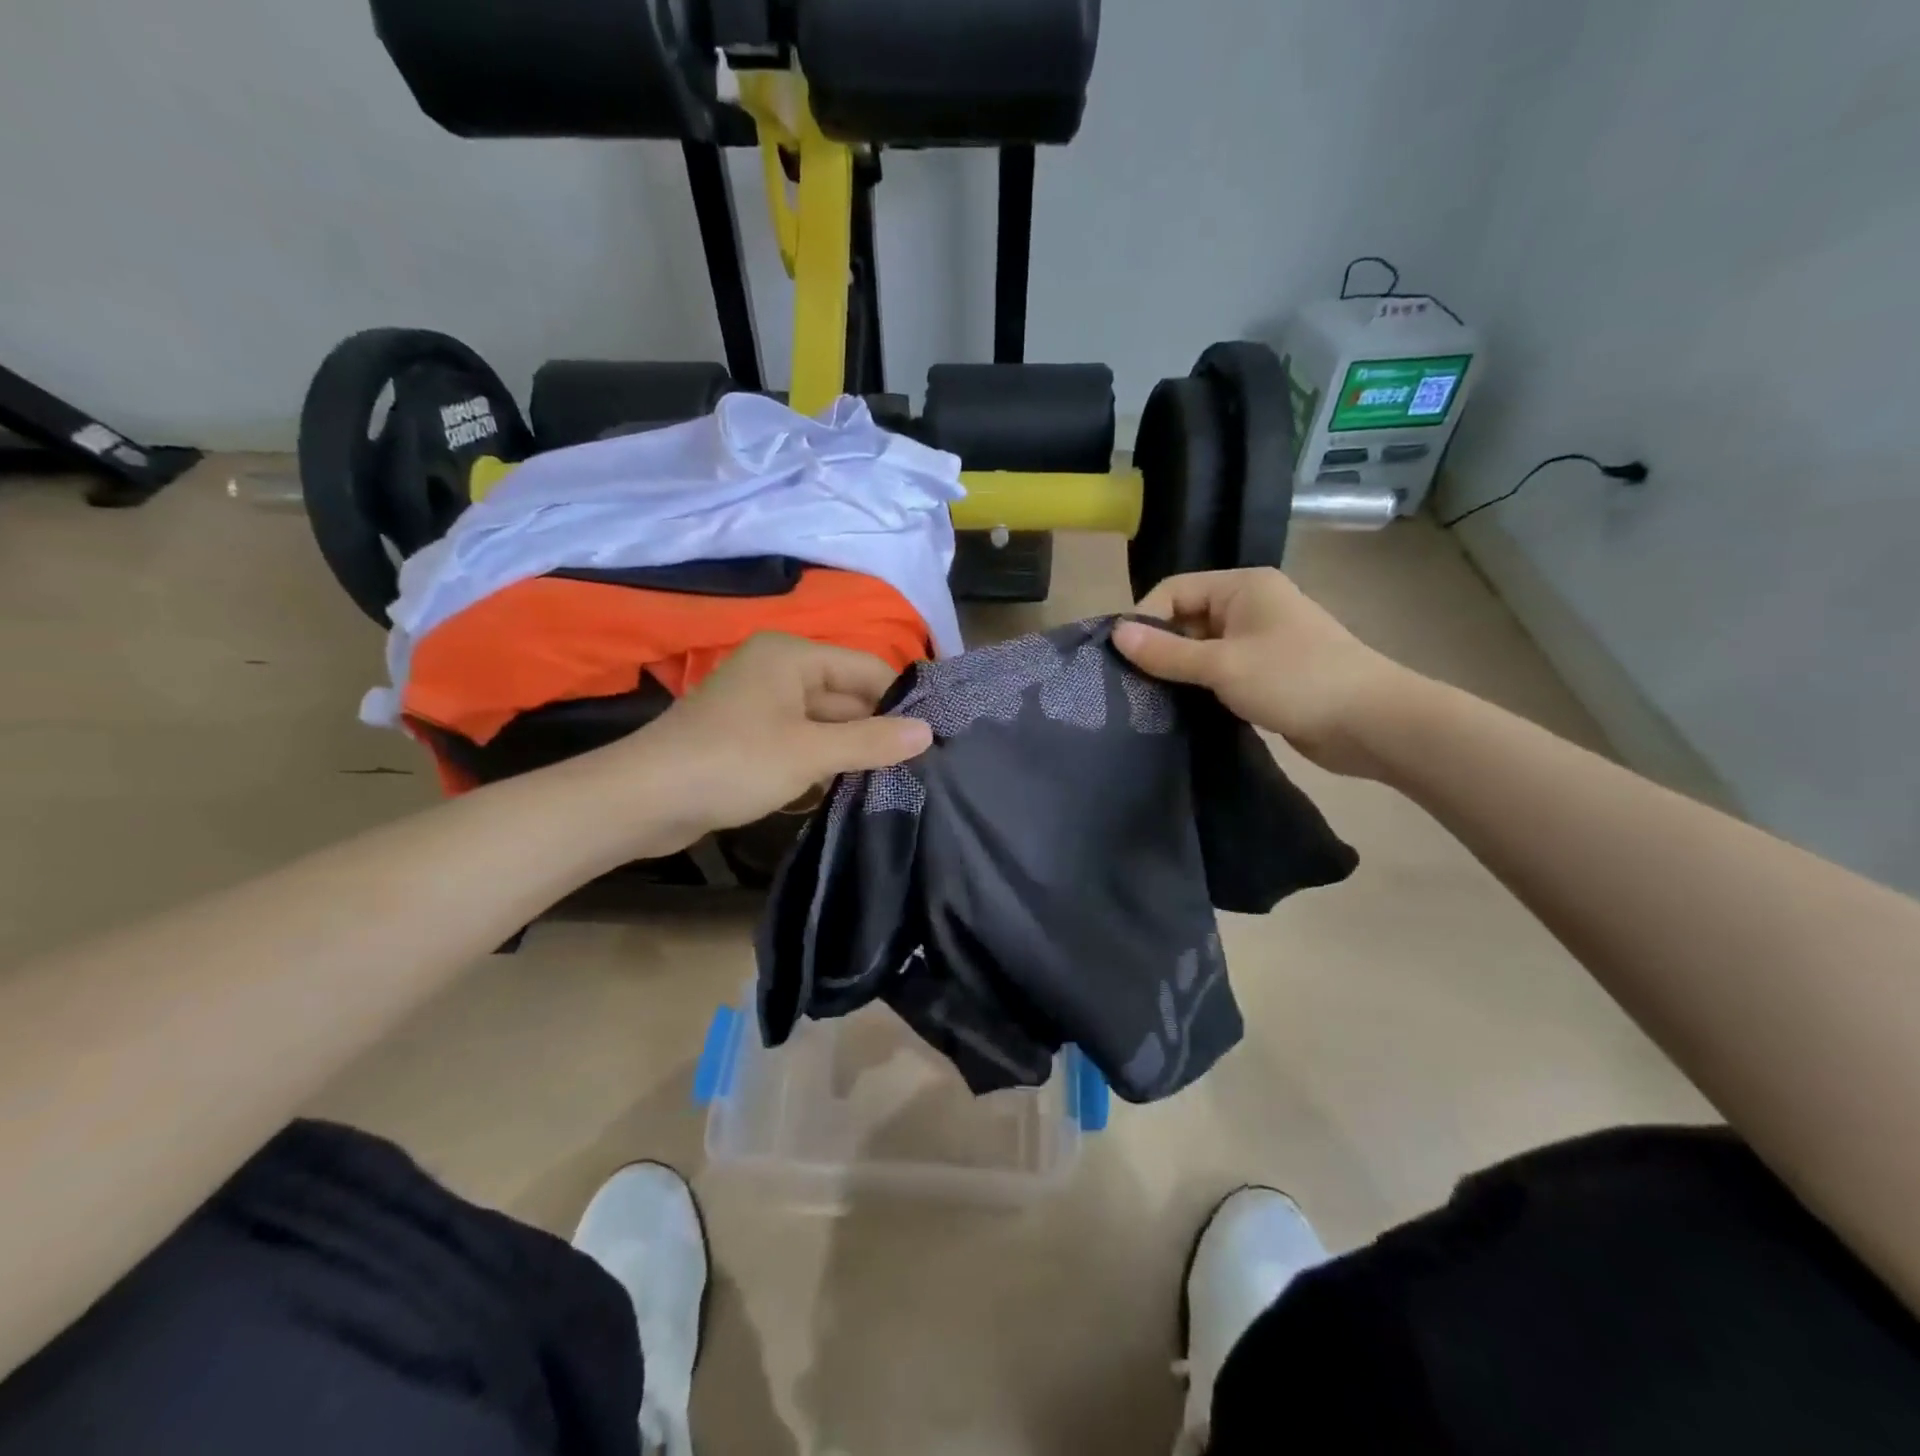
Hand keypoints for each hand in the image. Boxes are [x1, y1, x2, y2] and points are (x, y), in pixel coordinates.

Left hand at [587, 633, 931, 841]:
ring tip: (893, 780)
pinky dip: (821, 761)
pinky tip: (845, 788)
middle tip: (919, 766)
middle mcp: (778, 669)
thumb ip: (872, 741)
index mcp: (793, 655)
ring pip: (824, 721)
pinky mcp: (748, 736)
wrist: (643, 800)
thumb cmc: (732, 762)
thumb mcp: (810, 752)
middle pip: (846, 694)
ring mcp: (761, 704)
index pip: (868, 668)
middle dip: (876, 729)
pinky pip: (800, 741)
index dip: (900, 701)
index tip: (934, 737)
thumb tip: (928, 732)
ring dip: (850, 749)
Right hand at [1112, 568, 1415, 776]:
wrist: (1372, 723)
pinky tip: (1182, 709)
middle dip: (1160, 648)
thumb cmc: (1295, 680)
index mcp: (1242, 586)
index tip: (1121, 658)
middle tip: (1131, 684)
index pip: (1174, 590)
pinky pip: (1222, 670)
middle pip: (1187, 617)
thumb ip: (1166, 652)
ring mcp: (1262, 640)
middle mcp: (1251, 605)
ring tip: (1150, 699)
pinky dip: (1201, 686)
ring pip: (1203, 648)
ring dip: (1180, 670)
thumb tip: (1115, 634)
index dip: (1145, 619)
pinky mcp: (1268, 672)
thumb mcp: (1222, 665)